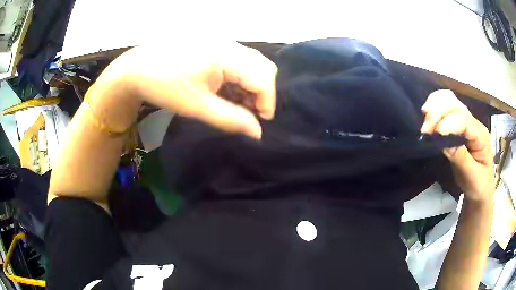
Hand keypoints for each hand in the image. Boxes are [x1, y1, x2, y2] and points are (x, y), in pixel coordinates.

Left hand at [109, 41, 277, 138]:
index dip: (267, 102)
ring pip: (251, 63)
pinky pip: (237, 60)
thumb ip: (232, 120)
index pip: (264, 77)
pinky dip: (237, 77)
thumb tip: (258, 132)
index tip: (258, 122)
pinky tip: (223, 89)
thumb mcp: (198, 107)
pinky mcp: (214, 44)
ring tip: (232, 102)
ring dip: (249, 85)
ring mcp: (222, 41)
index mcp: (226, 55)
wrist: (136, 68)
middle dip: (261, 93)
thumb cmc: (164, 86)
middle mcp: (229, 43)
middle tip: (246, 112)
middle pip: (263, 67)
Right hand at [420, 90, 493, 201]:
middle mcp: (472, 123)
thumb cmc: (479, 185)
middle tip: (424, 130)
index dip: (449, 123)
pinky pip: (444, 110)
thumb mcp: (472, 176)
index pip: (464, 120)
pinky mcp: (456, 126)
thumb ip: (461, 158)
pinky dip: (434, 110)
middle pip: (454, 104)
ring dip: (434, 108)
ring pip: (448, 102)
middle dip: (438, 112)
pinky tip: (427, 118)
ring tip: (424, 124)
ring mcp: (465, 122)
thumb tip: (443, 143)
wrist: (481, 188)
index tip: (435, 134)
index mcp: (480, 134)